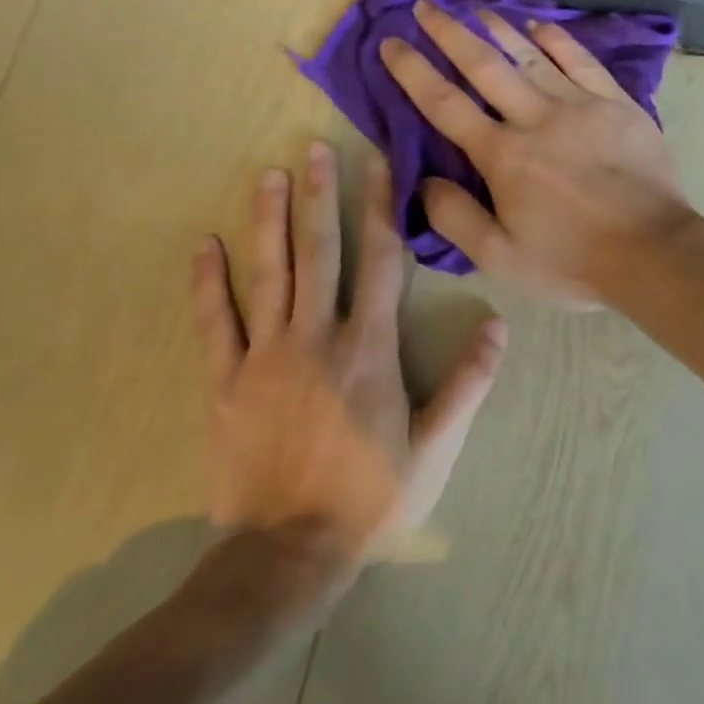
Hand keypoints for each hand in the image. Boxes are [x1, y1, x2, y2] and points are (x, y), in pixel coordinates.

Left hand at [191, 141, 505, 559]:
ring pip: (268, 275)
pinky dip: (208, 284)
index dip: (380, 207)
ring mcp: (265, 358)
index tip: (377, 164)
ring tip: (267, 175)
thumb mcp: (436, 446)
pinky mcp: (224, 384)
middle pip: (319, 252)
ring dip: (268, 222)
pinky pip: (215, 324)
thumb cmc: (371, 496)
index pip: (380, 261)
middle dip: (318, 196)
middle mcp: (317, 337)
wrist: (287, 556)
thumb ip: (468, 382)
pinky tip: (205, 246)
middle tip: (313, 148)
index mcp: (369, 347)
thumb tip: (498, 324)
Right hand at [377, 0, 697, 305]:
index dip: (414, 71)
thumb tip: (425, 182)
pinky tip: (541, 26)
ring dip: (500, 29)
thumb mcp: (502, 258)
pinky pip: (583, 63)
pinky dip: (560, 41)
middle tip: (425, 5)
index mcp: (504, 156)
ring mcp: (582, 106)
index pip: (446, 104)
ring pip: (533, 56)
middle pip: (486, 66)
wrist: (654, 251)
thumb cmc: (574, 261)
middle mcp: (537, 119)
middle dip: (450, 33)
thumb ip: (456, 219)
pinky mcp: (618, 104)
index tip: (391, 42)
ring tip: (474, 8)